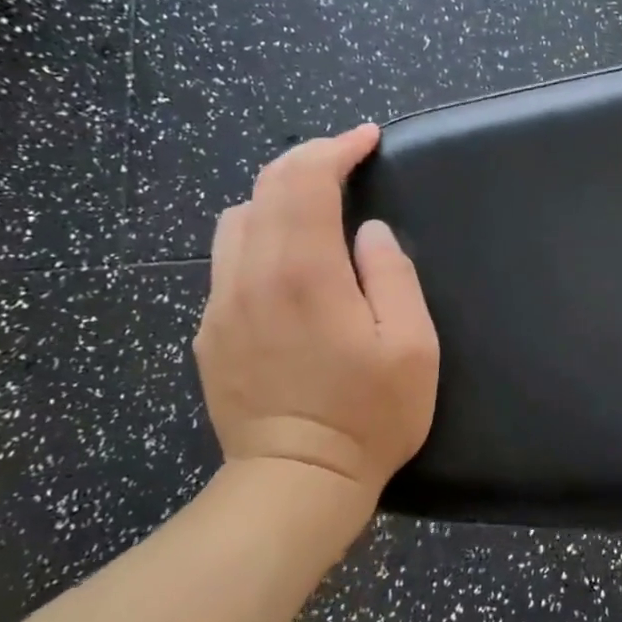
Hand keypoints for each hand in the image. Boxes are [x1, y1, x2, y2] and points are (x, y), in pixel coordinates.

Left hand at [193, 124, 439, 503]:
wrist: (294, 482)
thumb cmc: (369, 415)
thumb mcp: (411, 345)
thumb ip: (392, 275)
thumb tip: (368, 233)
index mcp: (305, 274)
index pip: (305, 180)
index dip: (336, 147)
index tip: (367, 139)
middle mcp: (251, 276)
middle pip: (264, 188)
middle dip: (306, 159)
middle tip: (346, 158)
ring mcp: (221, 304)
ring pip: (236, 220)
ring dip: (277, 196)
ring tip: (316, 207)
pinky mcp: (209, 331)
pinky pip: (228, 259)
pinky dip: (258, 235)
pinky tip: (287, 261)